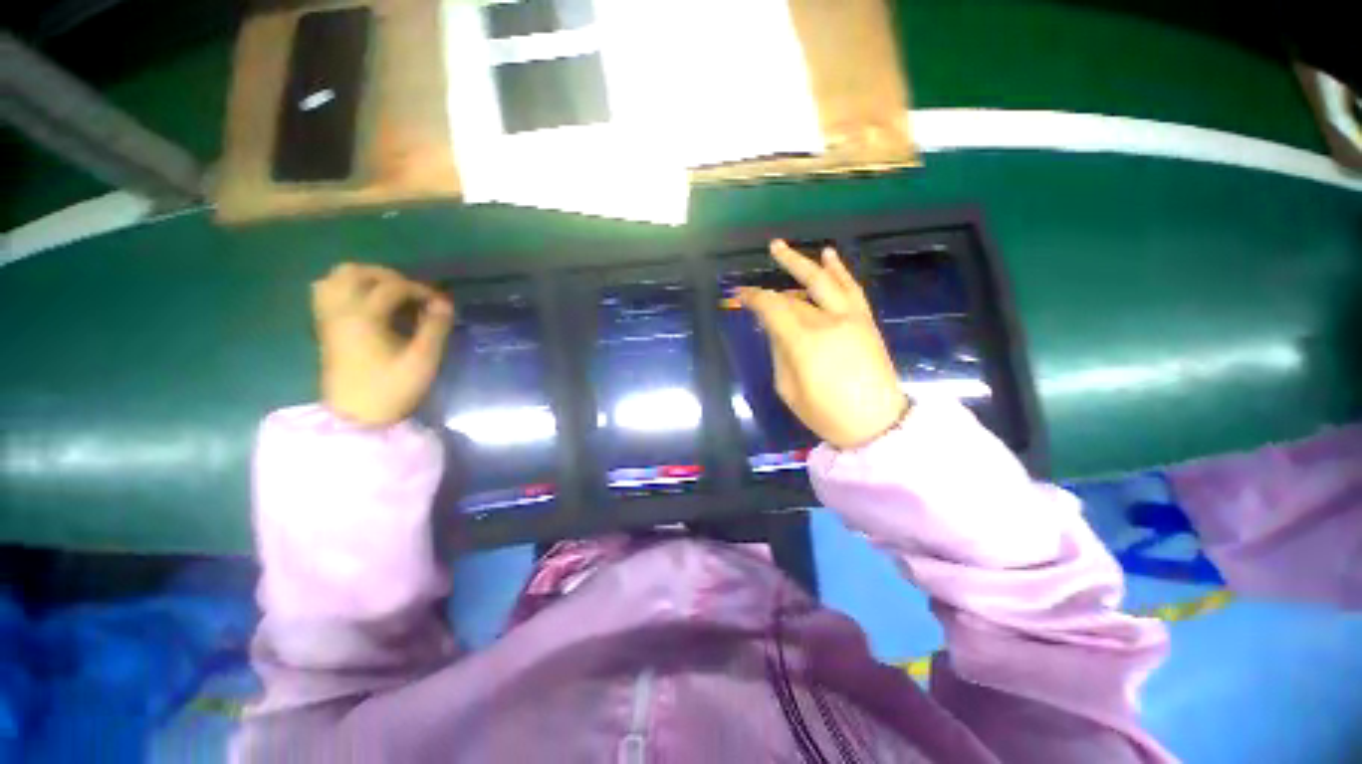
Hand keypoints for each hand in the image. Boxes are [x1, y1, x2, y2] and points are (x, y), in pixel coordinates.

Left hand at [312, 264, 454, 426]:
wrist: (356, 417)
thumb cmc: (392, 388)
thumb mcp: (423, 360)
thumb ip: (435, 328)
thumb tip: (444, 303)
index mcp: (363, 317)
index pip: (392, 286)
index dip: (420, 289)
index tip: (440, 304)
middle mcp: (340, 311)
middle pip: (355, 272)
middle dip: (388, 276)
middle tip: (412, 294)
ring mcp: (328, 318)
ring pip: (335, 278)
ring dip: (364, 278)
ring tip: (388, 294)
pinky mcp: (325, 328)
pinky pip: (326, 292)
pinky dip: (346, 288)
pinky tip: (366, 303)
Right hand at [737, 241, 908, 450]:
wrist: (876, 423)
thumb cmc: (826, 413)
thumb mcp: (788, 389)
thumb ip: (779, 353)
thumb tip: (774, 329)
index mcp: (804, 342)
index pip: (773, 308)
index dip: (753, 298)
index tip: (739, 295)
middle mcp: (827, 321)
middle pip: (793, 296)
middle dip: (770, 286)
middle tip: (749, 278)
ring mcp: (850, 317)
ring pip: (823, 281)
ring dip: (801, 262)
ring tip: (780, 248)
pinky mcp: (865, 320)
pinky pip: (850, 287)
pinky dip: (838, 269)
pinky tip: (827, 254)